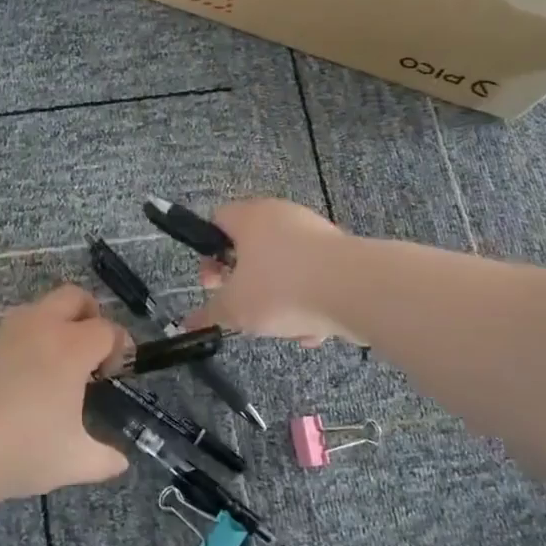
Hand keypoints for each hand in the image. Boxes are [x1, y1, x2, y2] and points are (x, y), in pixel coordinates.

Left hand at [0, 285, 130, 499]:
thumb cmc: (25, 449)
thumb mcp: (75, 461)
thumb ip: (104, 459)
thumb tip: (120, 463)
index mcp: (72, 347)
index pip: (107, 329)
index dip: (119, 346)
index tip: (113, 373)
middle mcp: (42, 327)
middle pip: (74, 297)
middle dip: (90, 314)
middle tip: (92, 351)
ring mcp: (9, 333)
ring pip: (41, 306)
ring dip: (57, 323)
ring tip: (59, 363)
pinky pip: (17, 327)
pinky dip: (31, 339)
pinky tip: (27, 377)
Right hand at [181, 198, 357, 345]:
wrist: (357, 290)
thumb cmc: (282, 289)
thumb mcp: (236, 309)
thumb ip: (210, 314)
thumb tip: (188, 322)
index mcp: (250, 216)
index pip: (217, 221)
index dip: (208, 254)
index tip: (213, 284)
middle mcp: (281, 215)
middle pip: (252, 246)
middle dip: (245, 282)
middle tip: (244, 306)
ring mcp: (315, 231)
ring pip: (285, 266)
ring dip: (279, 297)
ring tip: (284, 327)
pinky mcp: (342, 253)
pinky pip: (314, 277)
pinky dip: (310, 300)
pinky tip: (314, 330)